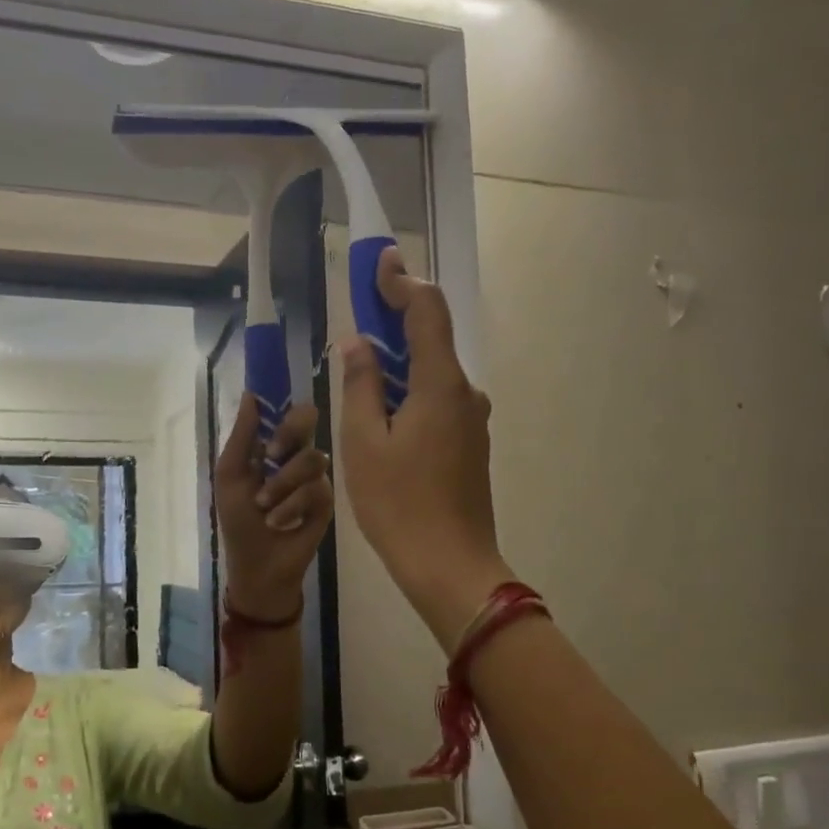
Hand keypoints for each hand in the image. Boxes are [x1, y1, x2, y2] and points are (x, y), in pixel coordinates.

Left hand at [214, 395, 334, 618]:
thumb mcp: (230, 476)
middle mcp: (297, 456)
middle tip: (271, 454)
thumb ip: (241, 436)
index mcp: (273, 446)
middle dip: (288, 435)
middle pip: (308, 421)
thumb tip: (250, 395)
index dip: (281, 407)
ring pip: (311, 458)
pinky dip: (291, 505)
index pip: (287, 411)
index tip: (270, 408)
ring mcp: (315, 478)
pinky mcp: (327, 502)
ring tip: (264, 505)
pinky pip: (317, 488)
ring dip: (281, 484)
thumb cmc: (239, 520)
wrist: (257, 564)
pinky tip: (279, 521)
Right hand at [336, 249, 513, 648]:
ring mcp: (471, 421)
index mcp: (440, 385)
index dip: (402, 282)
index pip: (427, 312)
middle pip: (431, 340)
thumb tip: (357, 341)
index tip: (379, 262)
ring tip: (360, 367)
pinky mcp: (468, 445)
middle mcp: (464, 394)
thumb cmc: (398, 503)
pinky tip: (381, 412)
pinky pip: (436, 402)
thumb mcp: (364, 442)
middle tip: (359, 313)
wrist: (449, 565)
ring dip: (399, 361)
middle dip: (395, 320)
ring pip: (432, 375)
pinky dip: (409, 391)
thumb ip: (360, 384)